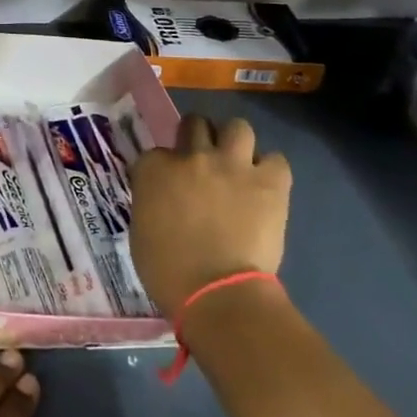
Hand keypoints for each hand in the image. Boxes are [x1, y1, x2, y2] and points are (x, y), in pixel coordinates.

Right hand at [130, 115, 290, 317]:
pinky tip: (265, 186)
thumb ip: (150, 202)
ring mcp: (232, 165)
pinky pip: (276, 160)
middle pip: (194, 124)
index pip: (155, 153)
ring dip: (235, 142)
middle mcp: (192, 156)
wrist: (218, 292)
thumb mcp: (140, 230)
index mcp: (154, 169)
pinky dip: (271, 170)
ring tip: (236, 163)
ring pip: (238, 127)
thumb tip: (162, 201)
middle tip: (202, 160)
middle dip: (197, 136)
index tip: (166, 186)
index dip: (162, 169)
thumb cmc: (167, 270)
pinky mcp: (269, 182)